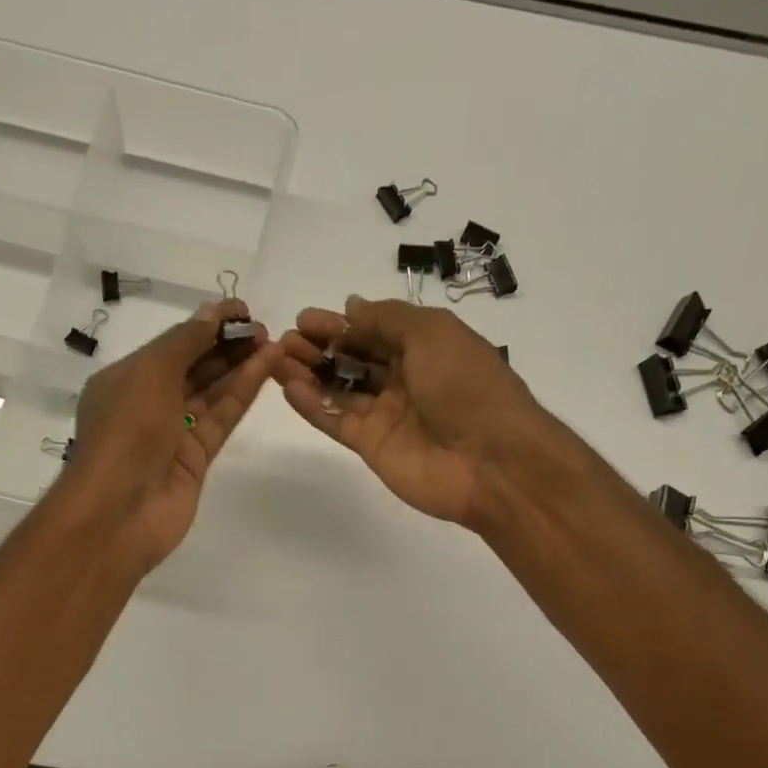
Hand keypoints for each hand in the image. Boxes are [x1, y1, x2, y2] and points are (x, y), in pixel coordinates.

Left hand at [57, 299, 277, 571]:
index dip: (206, 324)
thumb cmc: (126, 432)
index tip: (242, 310)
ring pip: (212, 392)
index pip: (172, 344)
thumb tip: (212, 315)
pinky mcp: (196, 459)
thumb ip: (185, 342)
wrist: (120, 510)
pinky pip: (221, 419)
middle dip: (226, 345)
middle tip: (263, 328)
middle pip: (194, 366)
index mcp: (126, 379)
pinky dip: (241, 394)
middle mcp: (149, 403)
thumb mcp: (150, 373)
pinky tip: (265, 370)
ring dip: (240, 367)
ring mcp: (174, 433)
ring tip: (273, 343)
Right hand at [274, 296, 557, 528]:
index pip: (374, 331)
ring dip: (309, 373)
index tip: (305, 319)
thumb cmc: (465, 385)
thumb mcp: (431, 333)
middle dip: (320, 347)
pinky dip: (312, 406)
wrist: (490, 460)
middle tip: (286, 339)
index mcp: (425, 348)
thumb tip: (352, 306)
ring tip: (277, 359)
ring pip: (340, 390)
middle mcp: (405, 380)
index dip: (341, 325)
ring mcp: (387, 415)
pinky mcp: (372, 447)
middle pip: (354, 360)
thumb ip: (388, 319)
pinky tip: (288, 388)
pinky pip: (337, 421)